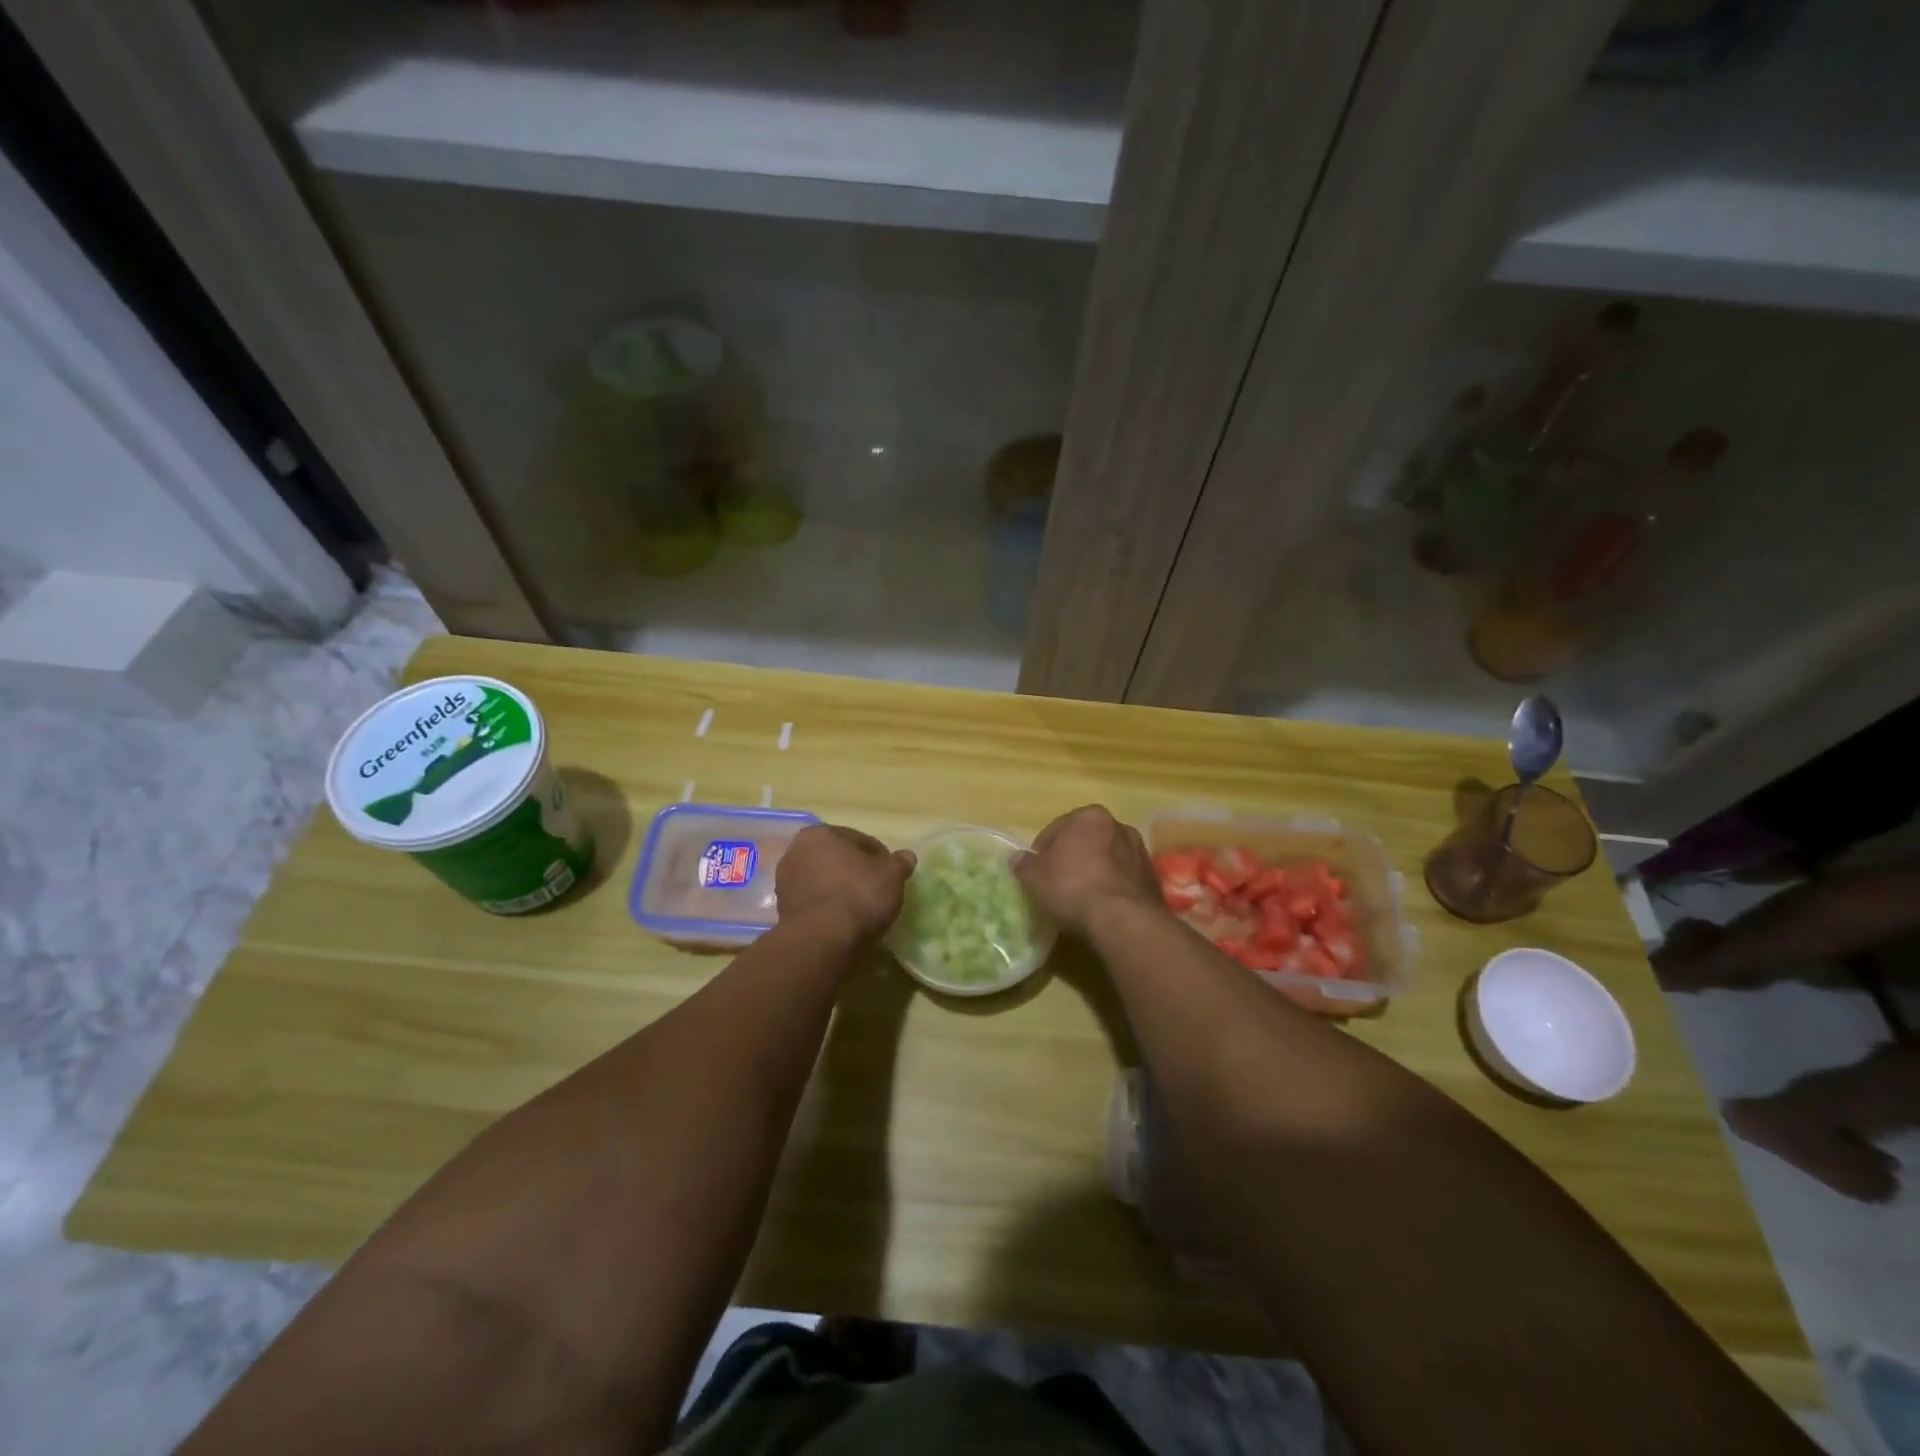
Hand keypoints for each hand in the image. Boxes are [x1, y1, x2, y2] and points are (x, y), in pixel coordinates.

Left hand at [777, 825, 914, 939]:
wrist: (821, 940)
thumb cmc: (858, 895)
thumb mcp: (891, 876)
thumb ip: (899, 863)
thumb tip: (907, 857)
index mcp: (819, 834)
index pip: (859, 840)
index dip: (879, 856)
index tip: (892, 873)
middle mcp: (796, 852)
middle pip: (837, 859)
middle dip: (855, 871)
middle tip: (878, 889)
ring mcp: (785, 883)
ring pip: (823, 881)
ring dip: (840, 890)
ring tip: (862, 909)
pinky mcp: (782, 911)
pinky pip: (815, 903)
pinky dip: (828, 908)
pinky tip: (844, 922)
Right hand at [1014, 805, 1163, 937]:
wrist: (1123, 920)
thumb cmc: (1073, 888)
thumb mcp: (1036, 877)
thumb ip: (1025, 865)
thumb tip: (1017, 859)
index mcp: (1090, 816)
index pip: (1057, 829)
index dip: (1042, 851)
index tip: (1036, 872)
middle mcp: (1119, 826)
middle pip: (1086, 840)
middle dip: (1072, 857)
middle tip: (1057, 882)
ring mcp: (1139, 851)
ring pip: (1107, 858)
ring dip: (1095, 870)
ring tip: (1081, 897)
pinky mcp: (1152, 877)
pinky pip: (1123, 878)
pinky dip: (1112, 886)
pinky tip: (1102, 906)